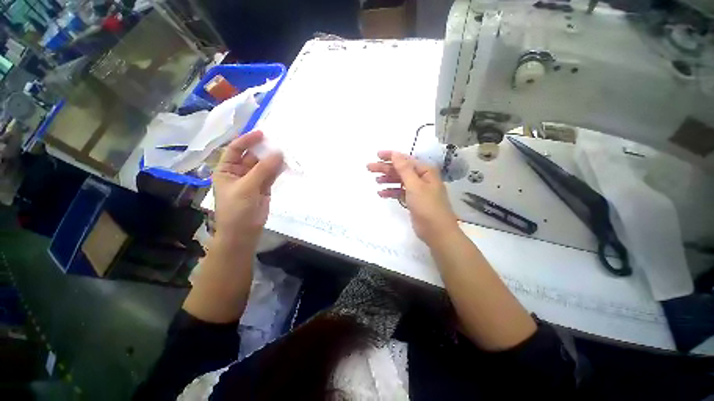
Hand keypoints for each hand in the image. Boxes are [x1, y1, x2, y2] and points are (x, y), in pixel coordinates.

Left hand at [212, 130, 282, 248]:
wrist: (243, 232)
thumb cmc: (237, 209)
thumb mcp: (247, 187)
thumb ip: (263, 170)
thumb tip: (278, 153)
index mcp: (226, 170)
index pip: (236, 150)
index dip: (247, 140)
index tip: (262, 134)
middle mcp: (239, 172)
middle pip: (252, 157)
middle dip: (264, 150)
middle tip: (280, 142)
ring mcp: (253, 180)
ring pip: (264, 166)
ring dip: (273, 160)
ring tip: (286, 152)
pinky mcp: (264, 188)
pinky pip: (271, 175)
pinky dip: (278, 170)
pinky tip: (286, 164)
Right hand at [367, 151, 458, 243]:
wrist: (436, 231)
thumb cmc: (427, 206)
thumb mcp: (415, 185)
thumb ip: (404, 169)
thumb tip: (395, 153)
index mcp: (425, 171)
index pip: (405, 160)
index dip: (391, 156)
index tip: (377, 155)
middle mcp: (421, 178)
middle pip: (400, 170)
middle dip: (385, 168)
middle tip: (369, 167)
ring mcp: (417, 190)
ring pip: (399, 181)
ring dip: (387, 180)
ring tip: (376, 181)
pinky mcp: (413, 201)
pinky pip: (400, 192)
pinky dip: (391, 192)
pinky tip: (381, 193)